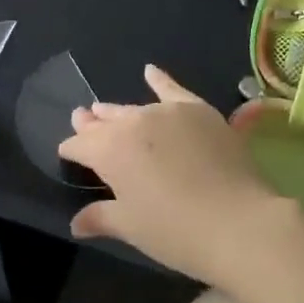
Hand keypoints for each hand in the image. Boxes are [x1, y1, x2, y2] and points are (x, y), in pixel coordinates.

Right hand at [59, 65, 280, 285]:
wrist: (237, 221)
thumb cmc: (176, 232)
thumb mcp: (132, 228)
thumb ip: (102, 217)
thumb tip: (77, 222)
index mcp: (110, 151)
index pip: (81, 145)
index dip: (72, 149)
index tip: (67, 152)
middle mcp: (134, 123)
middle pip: (107, 121)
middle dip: (92, 124)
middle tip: (82, 119)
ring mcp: (168, 112)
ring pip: (135, 108)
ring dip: (118, 111)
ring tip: (104, 109)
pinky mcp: (198, 110)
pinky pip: (173, 89)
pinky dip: (160, 80)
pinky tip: (150, 70)